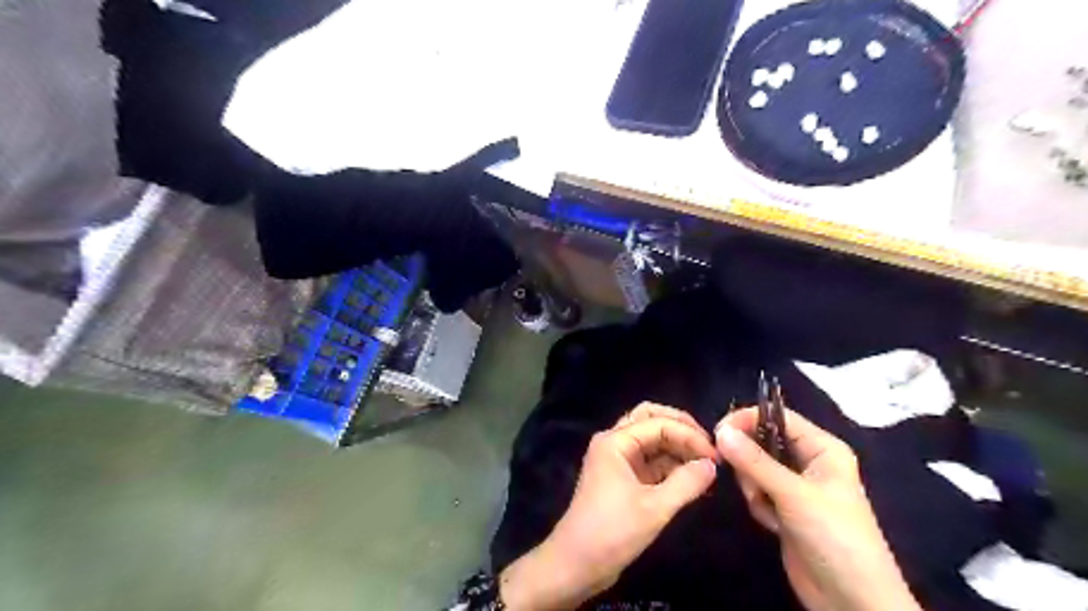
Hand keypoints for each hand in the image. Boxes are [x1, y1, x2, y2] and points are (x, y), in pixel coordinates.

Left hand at [498, 403, 720, 608]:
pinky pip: (649, 461)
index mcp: (615, 441)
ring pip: (650, 440)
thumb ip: (686, 483)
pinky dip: (670, 465)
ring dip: (677, 447)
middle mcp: (614, 443)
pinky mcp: (621, 479)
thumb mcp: (654, 508)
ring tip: (705, 465)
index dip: (689, 435)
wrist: (576, 564)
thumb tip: (712, 465)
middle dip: (681, 429)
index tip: (716, 457)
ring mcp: (617, 460)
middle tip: (709, 447)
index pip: (659, 423)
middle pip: (651, 420)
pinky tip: (691, 479)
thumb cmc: (612, 532)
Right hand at [721, 407, 920, 610]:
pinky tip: (773, 524)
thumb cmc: (834, 537)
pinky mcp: (785, 509)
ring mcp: (795, 486)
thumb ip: (755, 461)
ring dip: (754, 487)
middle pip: (762, 441)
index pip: (777, 417)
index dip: (747, 420)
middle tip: (748, 480)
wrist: (852, 600)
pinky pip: (757, 491)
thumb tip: (721, 430)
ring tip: (768, 508)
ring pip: (755, 468)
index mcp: (822, 448)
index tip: (718, 432)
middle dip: (750, 461)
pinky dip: (758, 505)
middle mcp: (808, 461)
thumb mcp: (794, 495)